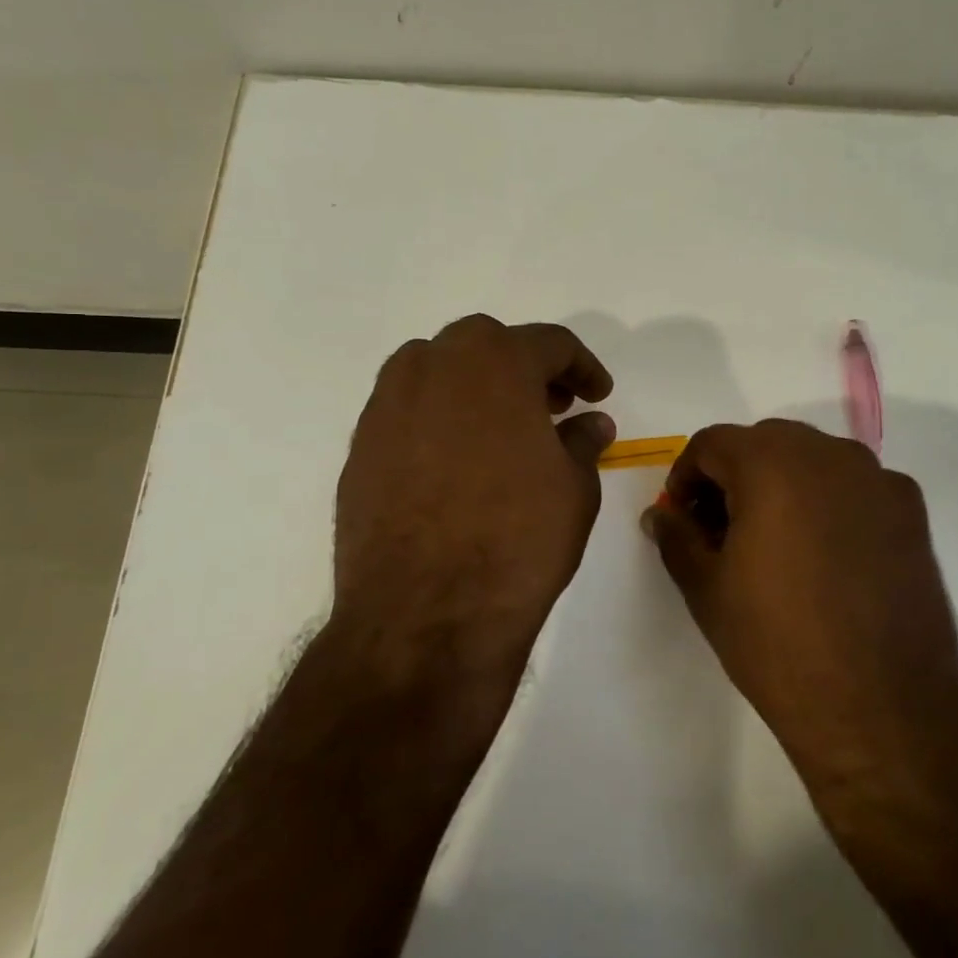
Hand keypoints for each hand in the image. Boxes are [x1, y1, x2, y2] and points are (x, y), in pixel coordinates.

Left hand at [333, 315, 614, 677]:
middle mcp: (433, 365)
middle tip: (552, 407)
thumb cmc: (518, 539)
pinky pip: (409, 411)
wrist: (425, 614)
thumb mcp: (574, 487)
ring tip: (503, 431)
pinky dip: (440, 419)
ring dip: (476, 387)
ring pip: (439, 371)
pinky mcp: (360, 446)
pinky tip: (458, 462)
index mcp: (495, 361)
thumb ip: (581, 442)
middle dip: (526, 369)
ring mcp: (388, 404)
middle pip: (488, 346)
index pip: (550, 343)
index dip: (582, 367)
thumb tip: (590, 423)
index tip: (596, 395)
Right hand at [645, 419, 957, 823]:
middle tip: (722, 529)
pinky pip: (855, 485)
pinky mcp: (911, 511)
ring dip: (782, 483)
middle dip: (734, 476)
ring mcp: (878, 479)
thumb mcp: (706, 589)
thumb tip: (662, 515)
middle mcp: (829, 454)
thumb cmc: (777, 644)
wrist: (882, 709)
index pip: (712, 442)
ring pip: (813, 458)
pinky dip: (828, 501)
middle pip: (765, 442)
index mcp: (771, 463)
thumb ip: (677, 537)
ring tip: (774, 541)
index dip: (686, 476)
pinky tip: (826, 555)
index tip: (683, 517)